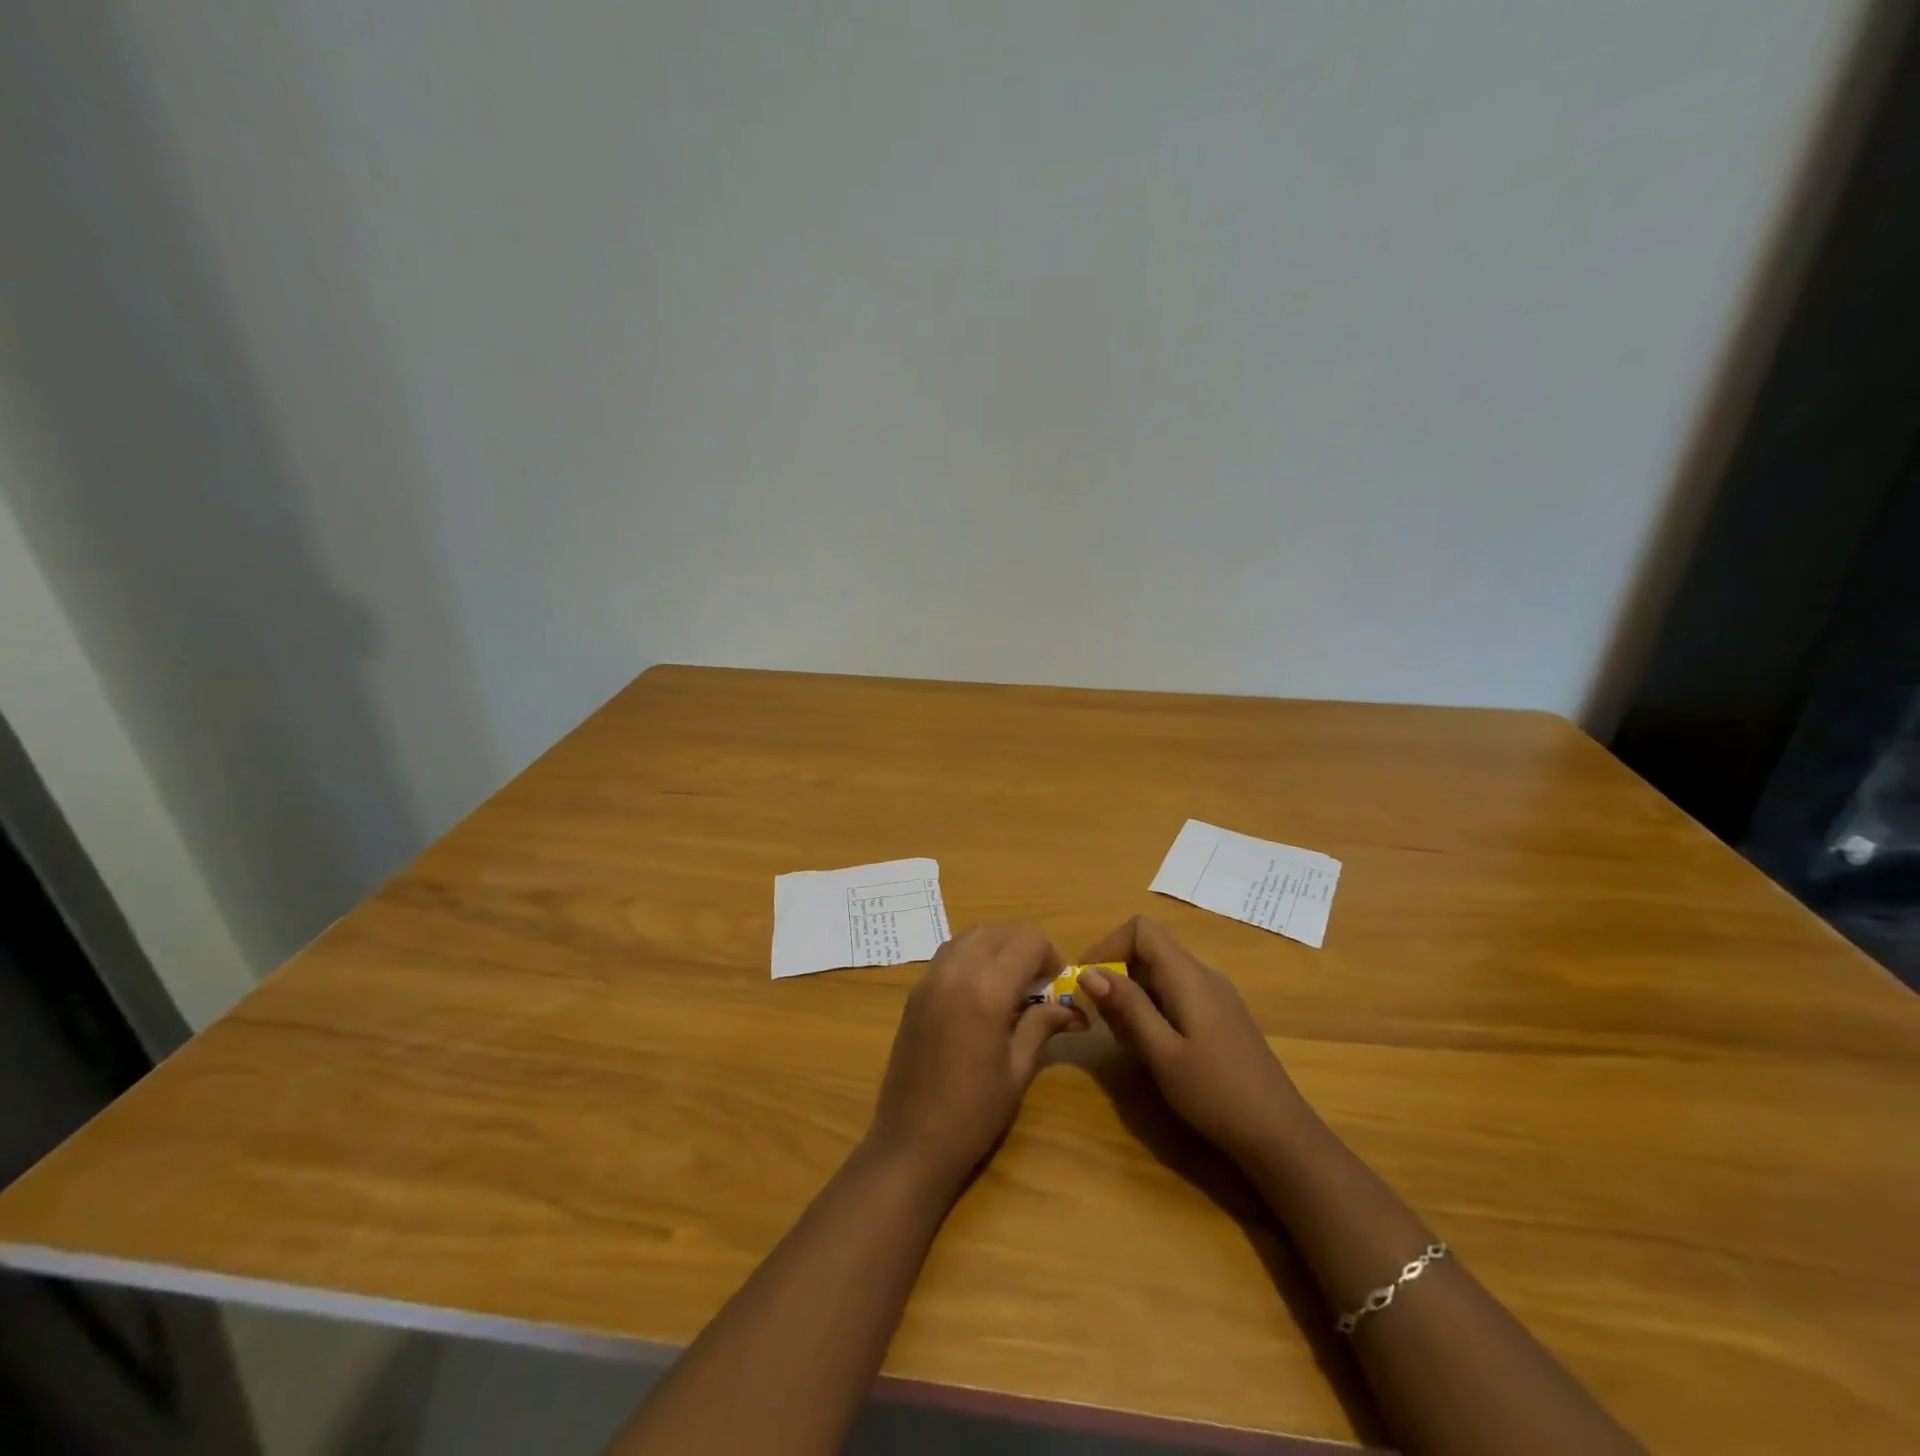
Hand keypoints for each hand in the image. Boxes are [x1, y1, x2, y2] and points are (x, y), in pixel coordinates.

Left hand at [865, 924, 1077, 1191]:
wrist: (910, 1142)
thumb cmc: (973, 1113)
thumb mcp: (1017, 1070)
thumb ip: (1041, 1026)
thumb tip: (1072, 1009)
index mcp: (986, 990)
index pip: (1027, 942)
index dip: (1051, 955)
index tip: (1059, 983)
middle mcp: (955, 971)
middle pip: (997, 931)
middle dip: (1025, 945)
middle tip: (1040, 980)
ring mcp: (929, 978)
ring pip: (970, 936)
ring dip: (997, 945)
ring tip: (1012, 980)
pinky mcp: (915, 992)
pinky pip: (949, 954)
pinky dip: (971, 955)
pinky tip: (982, 989)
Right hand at [1077, 916, 1311, 1166]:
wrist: (1280, 1135)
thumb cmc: (1215, 1093)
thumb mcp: (1161, 1052)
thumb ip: (1127, 1007)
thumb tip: (1089, 971)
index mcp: (1188, 975)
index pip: (1141, 929)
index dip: (1108, 946)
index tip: (1088, 982)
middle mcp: (1203, 975)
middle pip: (1149, 950)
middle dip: (1118, 977)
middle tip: (1106, 1023)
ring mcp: (1216, 996)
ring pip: (1161, 975)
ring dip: (1134, 997)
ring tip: (1128, 1042)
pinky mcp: (1221, 1017)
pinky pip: (1177, 994)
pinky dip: (1154, 1010)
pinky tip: (1155, 1050)